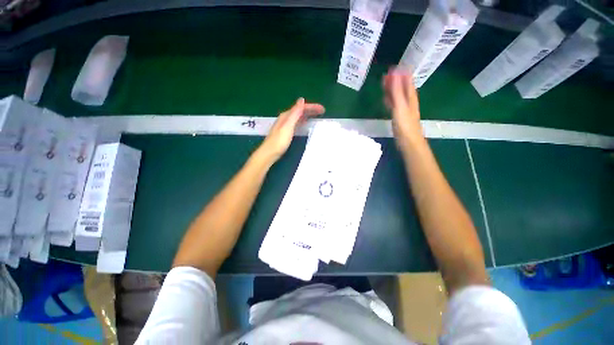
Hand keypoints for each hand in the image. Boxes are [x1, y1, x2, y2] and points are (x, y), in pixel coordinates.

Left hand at [259, 98, 324, 162]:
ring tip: (316, 116)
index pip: (301, 107)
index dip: (312, 107)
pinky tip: (305, 124)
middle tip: (322, 112)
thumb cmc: (279, 141)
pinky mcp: (286, 132)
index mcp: (286, 115)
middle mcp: (286, 118)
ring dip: (308, 115)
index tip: (323, 109)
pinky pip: (297, 123)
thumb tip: (301, 99)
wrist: (269, 153)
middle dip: (311, 110)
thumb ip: (295, 113)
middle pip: (300, 111)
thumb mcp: (288, 126)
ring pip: (298, 116)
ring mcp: (285, 125)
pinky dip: (303, 121)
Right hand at [383, 67, 422, 150]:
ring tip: (384, 83)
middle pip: (401, 88)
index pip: (407, 81)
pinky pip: (393, 104)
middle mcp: (408, 101)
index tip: (393, 67)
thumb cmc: (405, 124)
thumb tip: (394, 74)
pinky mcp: (398, 116)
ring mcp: (403, 109)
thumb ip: (396, 91)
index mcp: (410, 97)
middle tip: (386, 74)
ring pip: (397, 95)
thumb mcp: (400, 106)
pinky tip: (385, 98)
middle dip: (395, 80)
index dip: (401, 74)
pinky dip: (389, 99)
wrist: (408, 141)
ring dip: (391, 89)